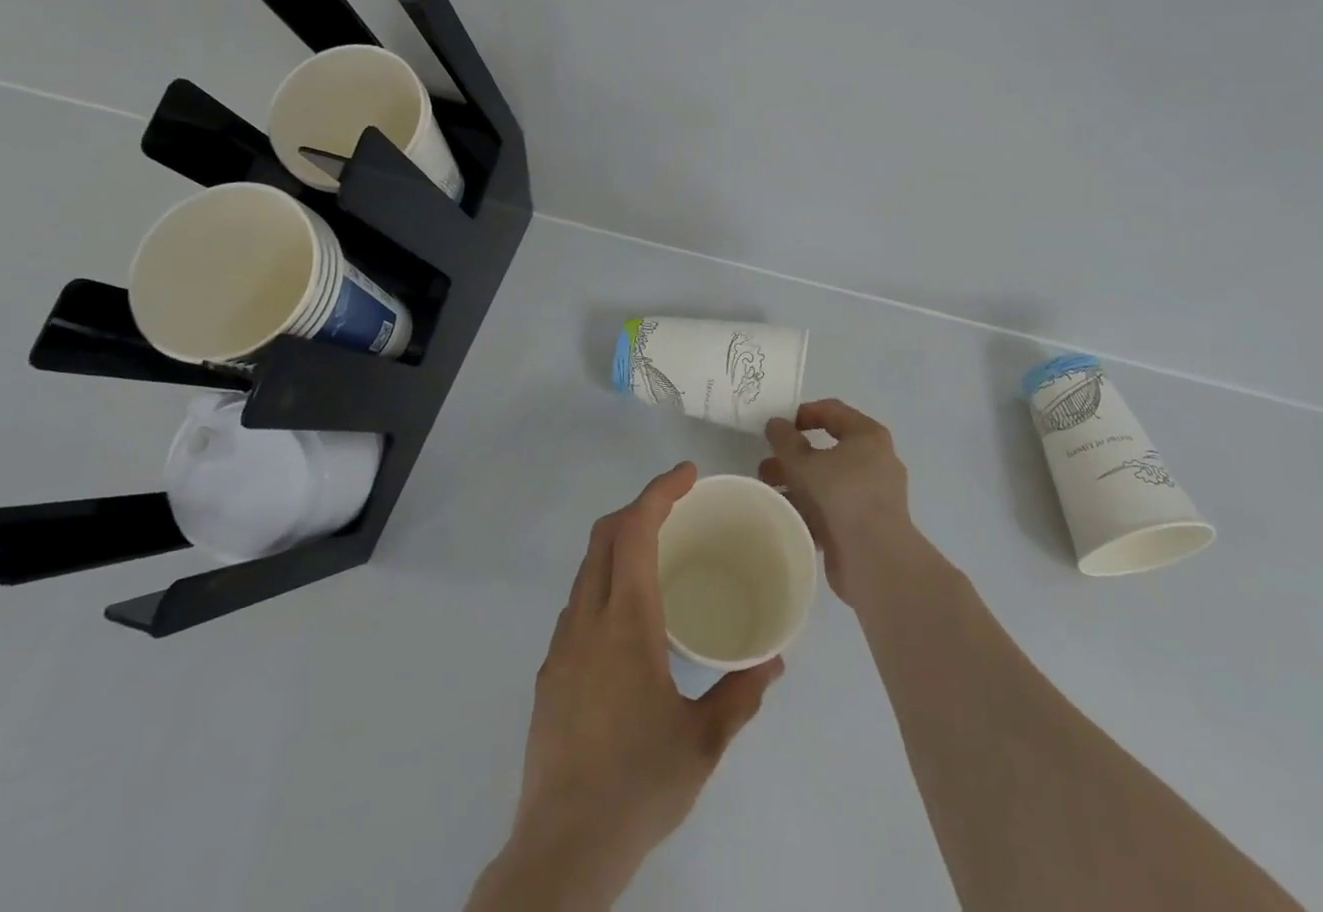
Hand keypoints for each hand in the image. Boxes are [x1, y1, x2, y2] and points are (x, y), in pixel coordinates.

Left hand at [470, 462, 783, 911]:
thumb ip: (740, 694)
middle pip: (604, 536)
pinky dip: (605, 583)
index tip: (687, 474)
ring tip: (658, 557)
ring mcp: (562, 645)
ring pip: (587, 568)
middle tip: (678, 506)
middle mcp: (587, 620)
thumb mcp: (702, 742)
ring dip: (619, 544)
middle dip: (639, 507)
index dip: (660, 491)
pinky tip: (630, 620)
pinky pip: (578, 604)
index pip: (636, 531)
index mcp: (626, 623)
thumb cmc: (639, 785)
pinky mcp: (549, 671)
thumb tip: (772, 659)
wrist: (563, 848)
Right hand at [760, 400, 913, 600]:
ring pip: (827, 481)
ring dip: (796, 484)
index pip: (832, 411)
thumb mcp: (805, 462)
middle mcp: (874, 460)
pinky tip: (784, 515)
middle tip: (766, 465)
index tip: (777, 426)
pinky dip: (809, 508)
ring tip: (767, 492)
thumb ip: (785, 440)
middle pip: (827, 449)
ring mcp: (871, 495)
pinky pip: (832, 508)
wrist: (875, 559)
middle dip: (793, 457)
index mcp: (867, 436)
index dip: (802, 414)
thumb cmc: (842, 495)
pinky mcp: (865, 524)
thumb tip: (775, 423)